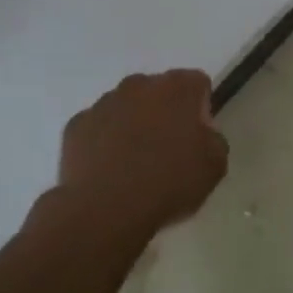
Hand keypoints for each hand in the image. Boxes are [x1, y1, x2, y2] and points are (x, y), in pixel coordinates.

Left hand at [53, 70, 228, 239]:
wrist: (106, 209)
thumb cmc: (170, 183)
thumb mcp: (215, 166)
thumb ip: (213, 139)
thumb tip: (201, 134)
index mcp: (178, 88)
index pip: (197, 83)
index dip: (200, 108)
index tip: (196, 136)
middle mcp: (140, 84)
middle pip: (159, 90)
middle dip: (164, 112)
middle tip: (167, 150)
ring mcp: (104, 102)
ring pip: (126, 106)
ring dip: (133, 124)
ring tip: (134, 164)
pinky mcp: (76, 124)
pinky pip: (98, 127)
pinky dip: (104, 141)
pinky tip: (109, 170)